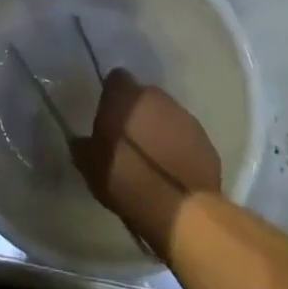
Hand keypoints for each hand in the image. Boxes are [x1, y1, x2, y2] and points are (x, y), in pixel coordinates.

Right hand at [73, 71, 222, 256]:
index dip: (111, 94)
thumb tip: (81, 141)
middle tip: (128, 135)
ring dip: (159, 127)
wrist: (178, 209)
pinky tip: (172, 166)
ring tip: (152, 153)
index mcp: (126, 96)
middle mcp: (157, 98)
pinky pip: (186, 136)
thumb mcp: (90, 166)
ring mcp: (185, 118)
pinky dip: (179, 145)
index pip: (116, 78)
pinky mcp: (206, 140)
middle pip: (144, 96)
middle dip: (137, 110)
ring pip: (167, 114)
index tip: (107, 113)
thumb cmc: (126, 179)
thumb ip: (83, 146)